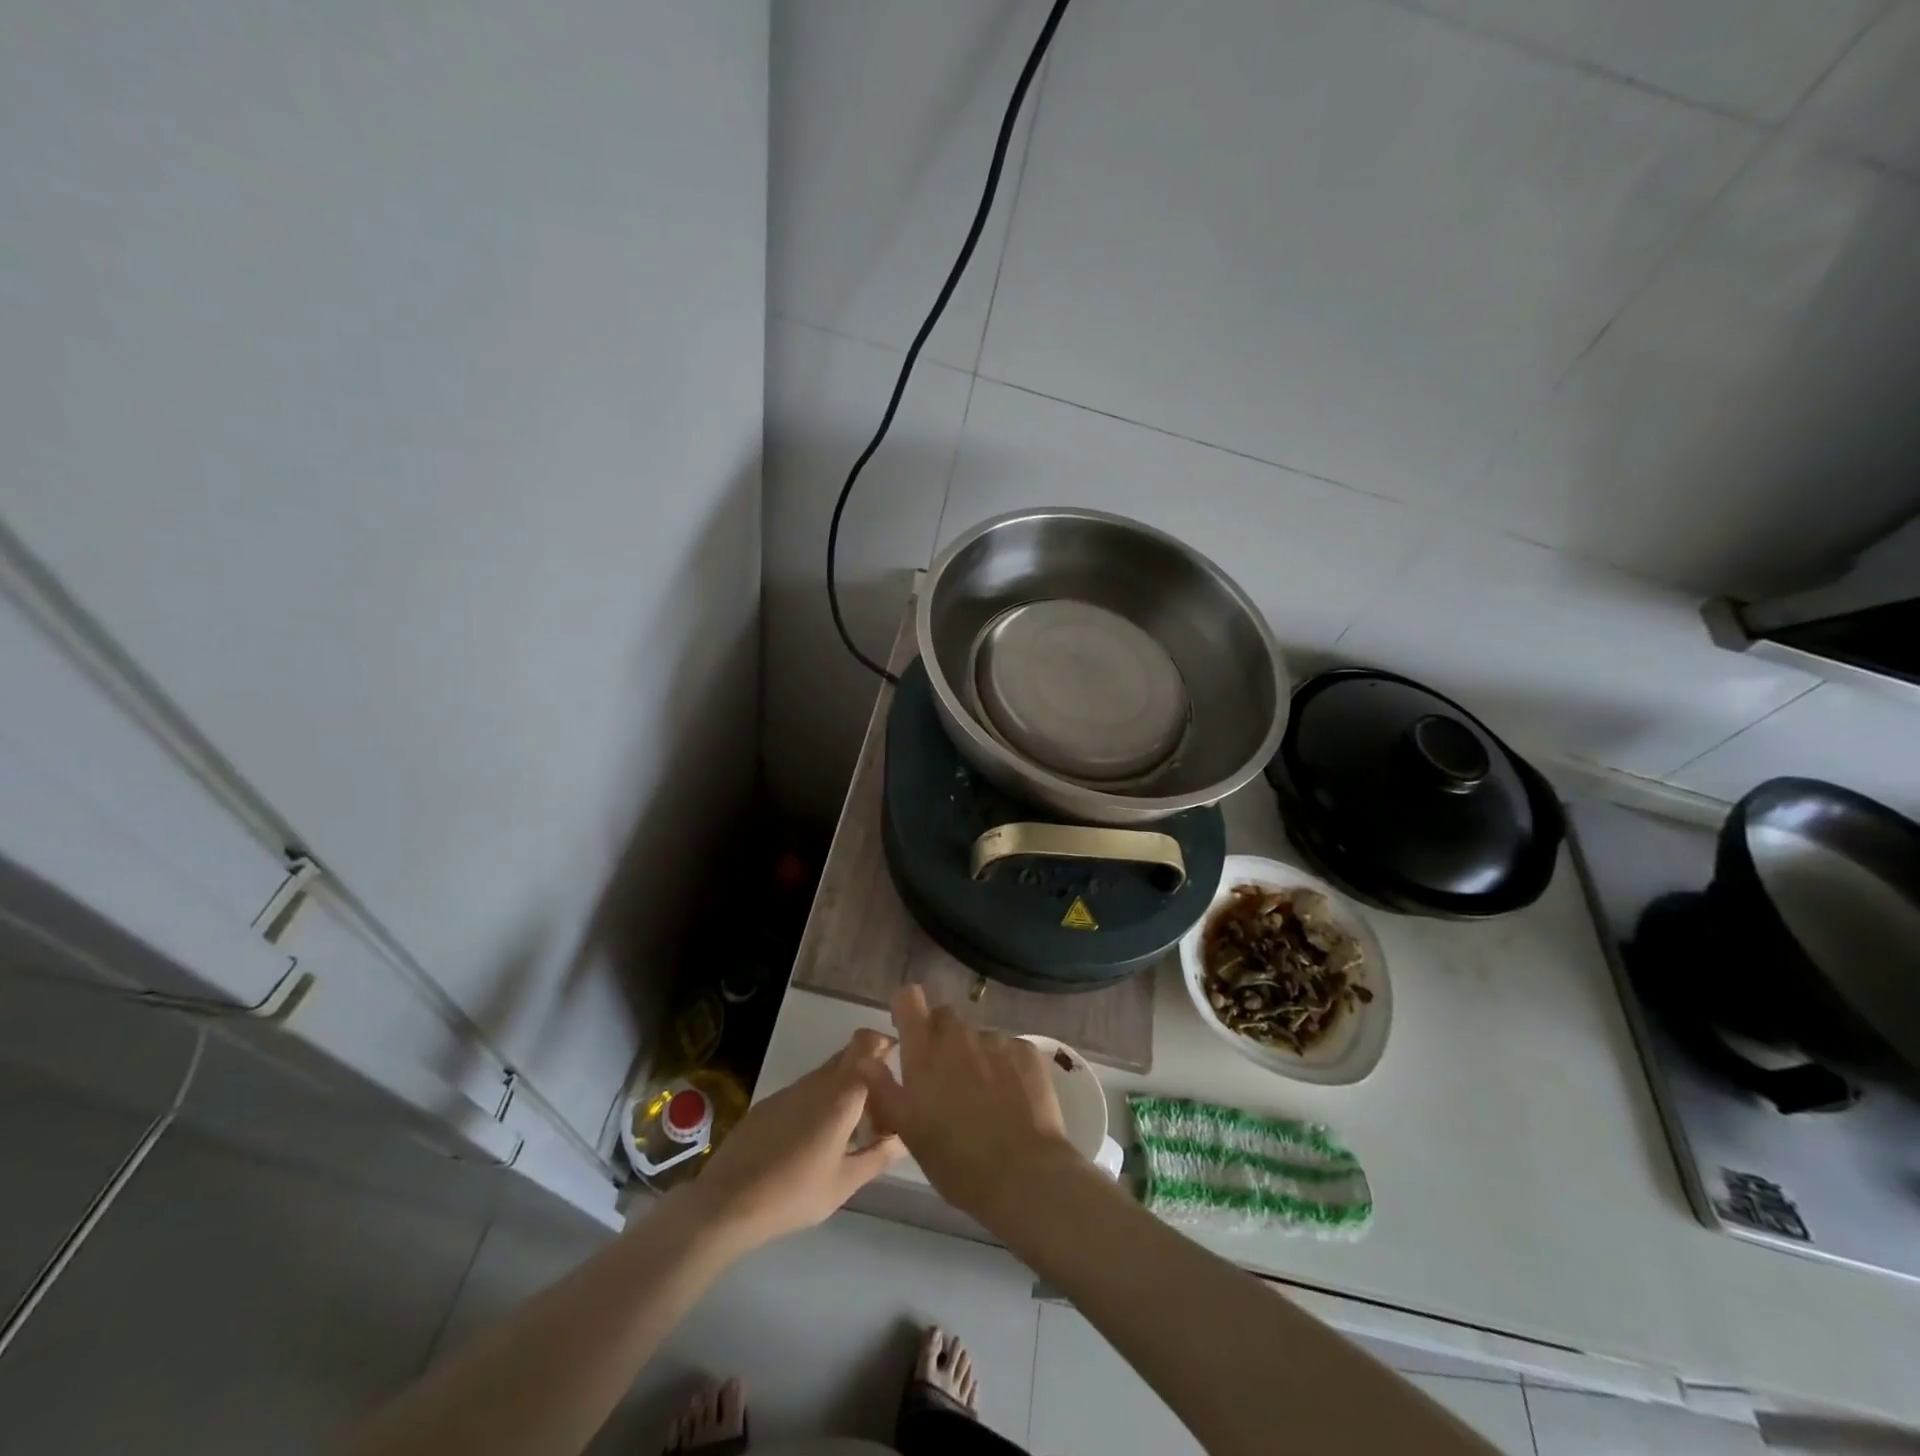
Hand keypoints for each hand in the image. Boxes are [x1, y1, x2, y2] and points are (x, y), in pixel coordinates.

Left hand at [682, 1030, 903, 1252]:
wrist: (726, 1202)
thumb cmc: (794, 1193)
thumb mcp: (844, 1183)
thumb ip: (879, 1156)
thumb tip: (906, 1138)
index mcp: (841, 1094)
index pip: (868, 1046)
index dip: (885, 1044)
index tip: (899, 1062)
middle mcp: (817, 1081)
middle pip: (849, 1054)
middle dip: (869, 1067)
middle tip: (883, 1102)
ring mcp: (790, 1090)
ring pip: (827, 1074)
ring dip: (845, 1088)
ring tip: (854, 1128)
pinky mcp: (770, 1104)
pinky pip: (806, 1090)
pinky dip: (821, 1101)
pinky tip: (817, 1138)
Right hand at [854, 987, 1075, 1223]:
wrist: (1022, 1174)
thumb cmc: (955, 1160)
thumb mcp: (909, 1130)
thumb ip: (884, 1088)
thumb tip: (864, 1058)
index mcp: (924, 1052)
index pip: (909, 999)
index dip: (907, 1009)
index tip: (907, 1028)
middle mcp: (959, 1035)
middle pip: (945, 1016)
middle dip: (941, 1036)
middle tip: (945, 1076)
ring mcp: (996, 1040)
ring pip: (978, 1036)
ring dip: (975, 1055)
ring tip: (985, 1095)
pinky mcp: (1027, 1051)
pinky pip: (1009, 1048)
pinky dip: (1006, 1065)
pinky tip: (1012, 1098)